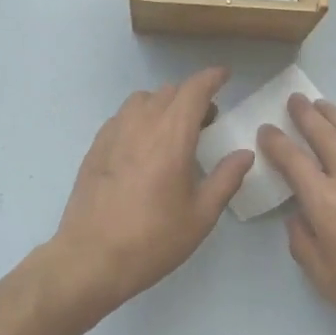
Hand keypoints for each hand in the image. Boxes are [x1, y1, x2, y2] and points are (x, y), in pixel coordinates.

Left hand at [33, 67, 253, 322]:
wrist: (91, 258)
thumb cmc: (153, 239)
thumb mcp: (200, 215)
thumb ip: (226, 179)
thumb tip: (244, 154)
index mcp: (172, 135)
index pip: (194, 90)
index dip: (211, 78)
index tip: (224, 76)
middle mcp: (141, 123)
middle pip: (169, 92)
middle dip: (191, 97)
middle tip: (207, 120)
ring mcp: (113, 133)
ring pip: (143, 100)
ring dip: (163, 105)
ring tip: (174, 132)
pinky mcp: (95, 147)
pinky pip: (123, 117)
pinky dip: (140, 119)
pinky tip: (144, 147)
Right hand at [257, 94, 335, 334]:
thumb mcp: (325, 280)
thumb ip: (303, 243)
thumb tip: (299, 216)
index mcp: (326, 203)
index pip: (293, 160)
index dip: (276, 141)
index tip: (267, 129)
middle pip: (325, 134)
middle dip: (305, 114)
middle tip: (295, 100)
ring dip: (335, 115)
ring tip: (322, 105)